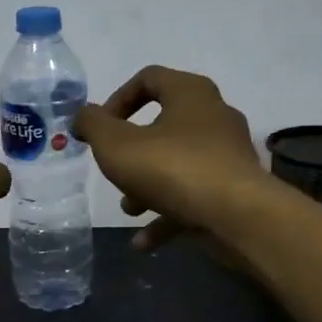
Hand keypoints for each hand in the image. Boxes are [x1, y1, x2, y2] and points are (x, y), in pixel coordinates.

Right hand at [73, 66, 267, 251]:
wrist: (238, 216)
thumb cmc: (172, 168)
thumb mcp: (116, 144)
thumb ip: (93, 125)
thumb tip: (83, 115)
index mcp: (190, 94)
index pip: (149, 78)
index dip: (117, 99)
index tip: (101, 128)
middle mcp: (214, 117)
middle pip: (163, 125)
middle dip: (132, 152)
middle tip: (115, 169)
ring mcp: (228, 156)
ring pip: (177, 165)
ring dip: (147, 186)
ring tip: (129, 209)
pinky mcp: (234, 190)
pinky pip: (193, 198)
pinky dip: (167, 216)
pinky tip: (143, 242)